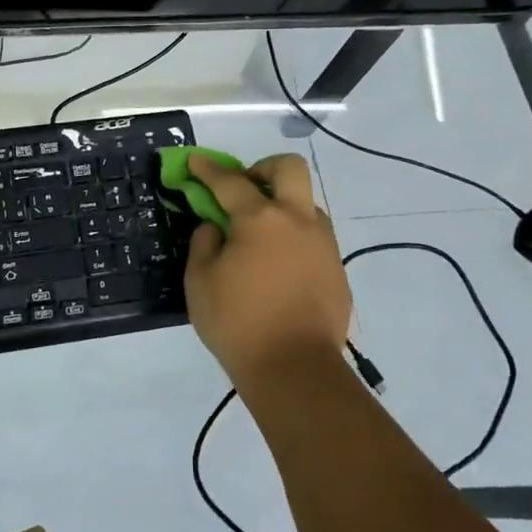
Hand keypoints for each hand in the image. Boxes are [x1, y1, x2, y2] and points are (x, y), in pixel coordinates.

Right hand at [183, 153, 350, 391]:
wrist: (295, 370)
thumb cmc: (237, 323)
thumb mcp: (199, 281)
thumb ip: (204, 243)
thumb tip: (216, 227)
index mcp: (260, 219)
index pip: (230, 181)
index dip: (208, 169)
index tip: (195, 160)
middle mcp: (297, 221)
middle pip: (289, 169)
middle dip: (264, 168)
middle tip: (245, 187)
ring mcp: (323, 244)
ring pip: (307, 204)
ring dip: (283, 205)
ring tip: (261, 235)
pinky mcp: (336, 270)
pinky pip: (315, 238)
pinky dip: (294, 238)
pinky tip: (279, 266)